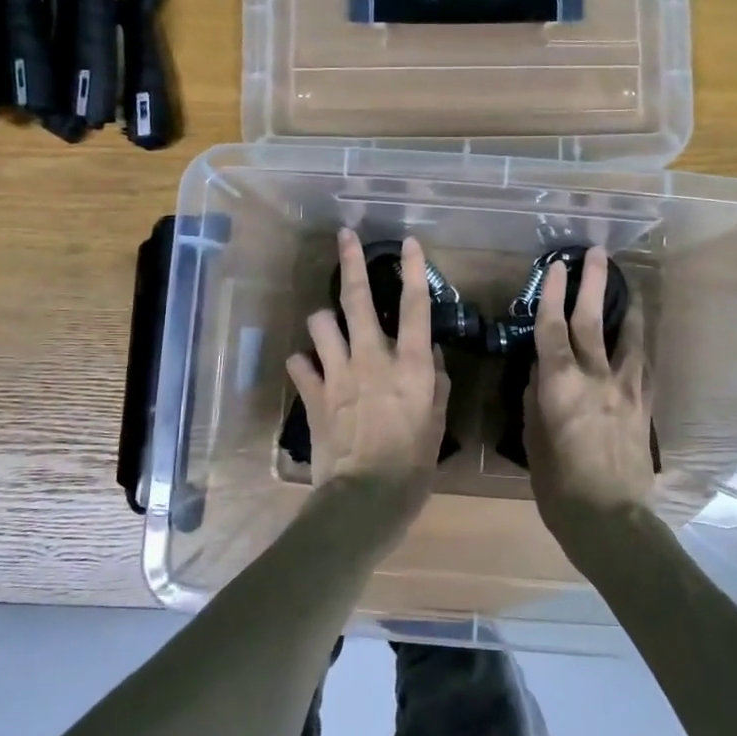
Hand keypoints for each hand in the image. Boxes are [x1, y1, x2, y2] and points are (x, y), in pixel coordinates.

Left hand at [287, 231, 449, 496]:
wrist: (364, 499)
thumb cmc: (412, 466)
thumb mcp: (437, 425)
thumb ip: (436, 384)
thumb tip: (428, 354)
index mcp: (408, 365)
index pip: (414, 307)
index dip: (413, 270)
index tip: (408, 242)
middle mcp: (371, 359)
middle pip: (357, 300)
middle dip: (350, 263)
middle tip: (345, 236)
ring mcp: (337, 374)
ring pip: (320, 324)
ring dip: (323, 320)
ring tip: (328, 326)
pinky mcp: (313, 396)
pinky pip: (299, 364)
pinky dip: (303, 362)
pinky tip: (308, 367)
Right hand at [525, 247, 653, 537]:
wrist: (611, 518)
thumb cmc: (559, 486)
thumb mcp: (533, 441)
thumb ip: (536, 400)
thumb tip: (539, 373)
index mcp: (560, 384)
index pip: (552, 327)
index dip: (552, 293)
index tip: (555, 266)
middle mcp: (595, 376)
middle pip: (591, 320)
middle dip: (592, 283)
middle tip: (596, 253)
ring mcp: (625, 389)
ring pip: (627, 337)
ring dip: (626, 307)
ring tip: (628, 285)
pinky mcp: (644, 405)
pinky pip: (642, 365)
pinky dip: (638, 345)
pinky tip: (638, 339)